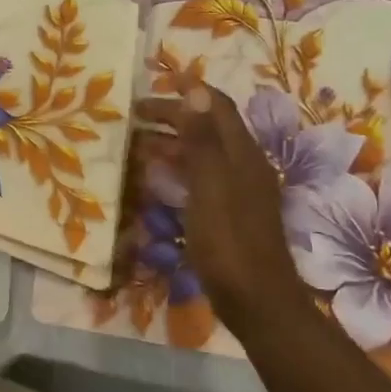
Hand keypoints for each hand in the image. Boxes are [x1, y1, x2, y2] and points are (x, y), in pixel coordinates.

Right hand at [135, 85, 305, 317]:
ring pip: (203, 153)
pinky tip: (157, 179)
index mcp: (242, 154)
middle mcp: (244, 165)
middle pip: (208, 128)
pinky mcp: (230, 212)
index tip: (151, 90)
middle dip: (173, 117)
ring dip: (172, 142)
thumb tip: (195, 90)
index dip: (187, 93)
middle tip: (133, 118)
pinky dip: (178, 168)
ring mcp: (239, 190)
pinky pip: (201, 177)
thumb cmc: (229, 242)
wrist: (257, 301)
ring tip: (137, 145)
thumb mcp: (210, 186)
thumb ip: (202, 139)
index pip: (216, 107)